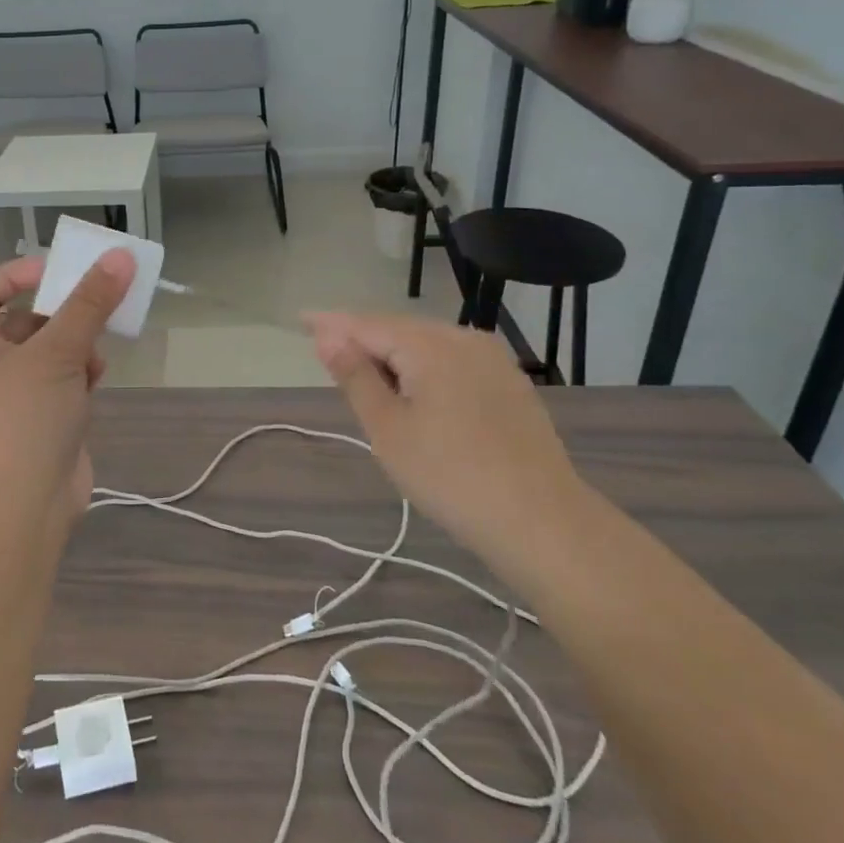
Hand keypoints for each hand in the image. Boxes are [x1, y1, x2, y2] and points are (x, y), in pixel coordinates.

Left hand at [0, 250, 135, 539]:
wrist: (22, 509)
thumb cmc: (24, 419)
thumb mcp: (56, 353)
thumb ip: (90, 303)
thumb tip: (120, 256)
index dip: (17, 274)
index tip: (56, 270)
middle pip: (29, 317)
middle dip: (63, 310)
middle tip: (100, 298)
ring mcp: (20, 393)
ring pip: (54, 348)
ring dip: (79, 342)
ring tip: (98, 347)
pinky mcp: (48, 417)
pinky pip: (68, 378)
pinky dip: (84, 372)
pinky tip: (97, 378)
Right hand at [305, 312, 586, 563]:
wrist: (542, 522)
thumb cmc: (449, 475)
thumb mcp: (387, 428)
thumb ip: (355, 377)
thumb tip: (328, 336)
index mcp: (429, 345)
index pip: (366, 324)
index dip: (331, 324)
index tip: (301, 321)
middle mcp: (464, 339)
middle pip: (398, 330)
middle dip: (362, 339)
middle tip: (328, 353)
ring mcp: (493, 360)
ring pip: (427, 345)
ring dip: (393, 356)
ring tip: (365, 375)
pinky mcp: (510, 384)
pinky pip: (453, 362)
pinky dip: (423, 368)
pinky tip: (414, 390)